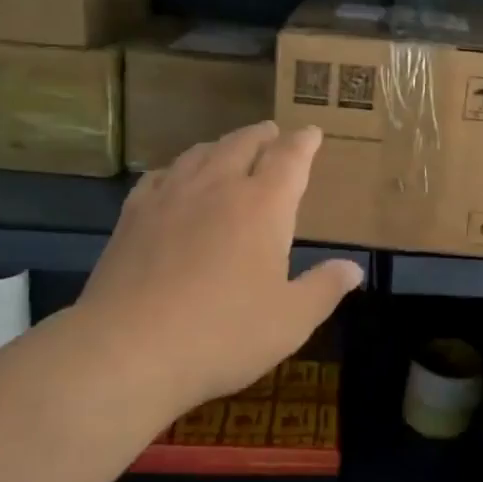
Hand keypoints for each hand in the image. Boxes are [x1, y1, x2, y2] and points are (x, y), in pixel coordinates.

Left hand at [68, 122, 362, 421]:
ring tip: (229, 148)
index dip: (304, 141)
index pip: (290, 157)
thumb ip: (324, 288)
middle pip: (243, 143)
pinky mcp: (133, 215)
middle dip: (263, 135)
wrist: (129, 350)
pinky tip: (176, 179)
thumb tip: (353, 269)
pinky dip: (178, 168)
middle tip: (272, 133)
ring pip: (200, 153)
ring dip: (222, 145)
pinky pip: (160, 175)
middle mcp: (218, 187)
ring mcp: (171, 197)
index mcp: (263, 205)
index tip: (311, 132)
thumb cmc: (223, 335)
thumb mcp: (290, 320)